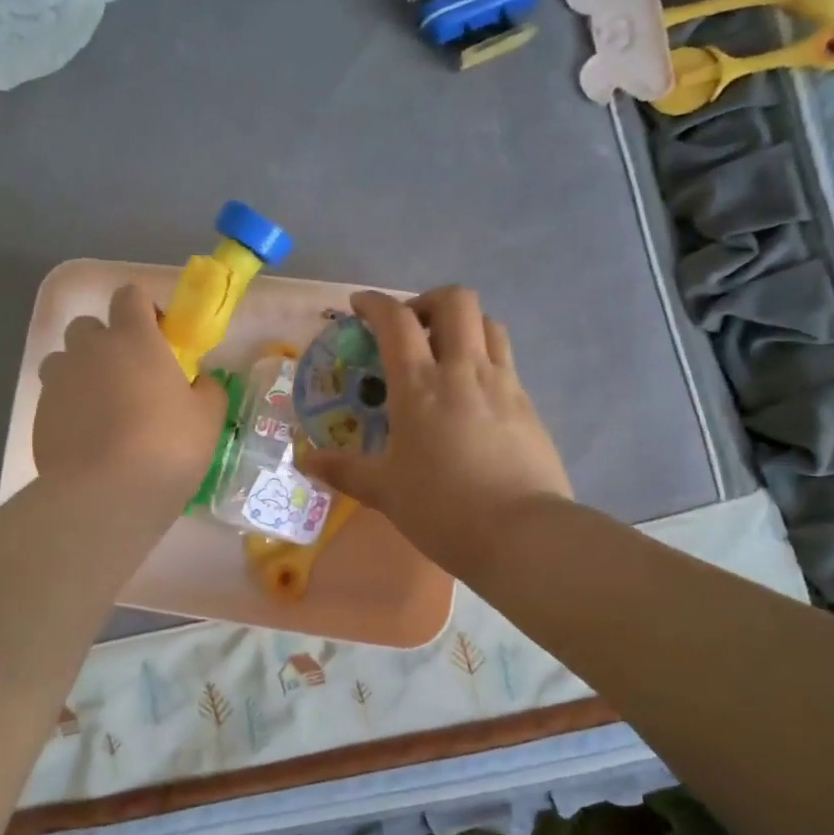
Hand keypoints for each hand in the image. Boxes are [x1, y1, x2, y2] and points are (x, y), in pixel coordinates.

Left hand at [35, 283, 227, 510]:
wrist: (107, 495)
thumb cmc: (167, 447)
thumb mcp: (207, 418)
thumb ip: (207, 389)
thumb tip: (201, 382)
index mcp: (133, 338)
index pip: (129, 295)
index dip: (143, 310)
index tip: (158, 337)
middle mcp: (89, 349)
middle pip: (88, 326)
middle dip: (105, 342)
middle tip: (128, 376)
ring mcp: (58, 381)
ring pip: (63, 360)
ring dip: (80, 372)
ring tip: (102, 408)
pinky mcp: (39, 414)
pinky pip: (54, 398)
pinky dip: (68, 408)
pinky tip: (87, 438)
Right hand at [304, 288, 570, 577]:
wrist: (521, 534)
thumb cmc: (442, 508)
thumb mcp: (384, 491)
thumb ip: (343, 470)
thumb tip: (305, 461)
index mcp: (420, 386)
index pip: (396, 321)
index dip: (374, 303)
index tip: (359, 306)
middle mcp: (463, 371)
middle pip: (455, 301)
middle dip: (427, 301)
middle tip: (410, 329)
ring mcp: (503, 384)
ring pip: (488, 324)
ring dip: (463, 325)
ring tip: (444, 353)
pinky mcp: (528, 405)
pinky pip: (506, 361)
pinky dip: (484, 359)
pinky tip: (471, 395)